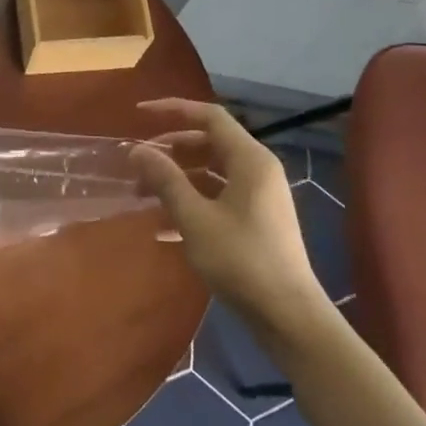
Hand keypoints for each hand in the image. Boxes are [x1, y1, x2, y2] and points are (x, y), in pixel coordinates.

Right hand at [130, 99, 325, 326]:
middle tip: (138, 165)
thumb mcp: (195, 218)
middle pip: (208, 143)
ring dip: (177, 180)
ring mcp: (259, 197)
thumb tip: (137, 150)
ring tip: (143, 197)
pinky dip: (191, 204)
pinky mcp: (256, 221)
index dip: (173, 110)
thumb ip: (165, 180)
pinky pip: (218, 198)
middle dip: (170, 151)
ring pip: (210, 173)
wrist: (288, 316)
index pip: (209, 116)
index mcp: (249, 159)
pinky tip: (163, 229)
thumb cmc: (241, 260)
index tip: (139, 115)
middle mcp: (257, 170)